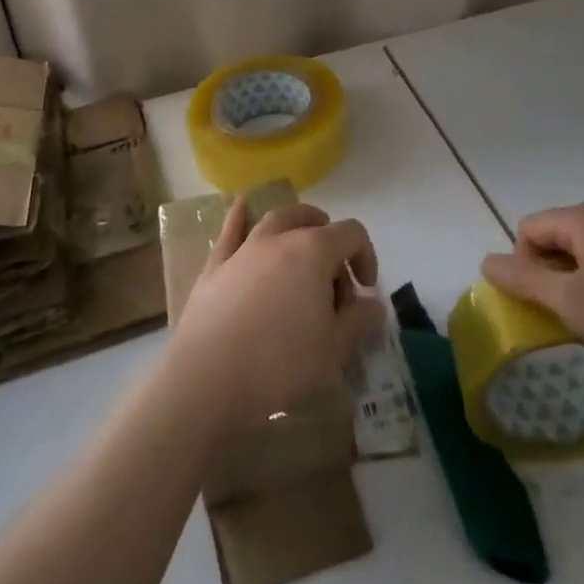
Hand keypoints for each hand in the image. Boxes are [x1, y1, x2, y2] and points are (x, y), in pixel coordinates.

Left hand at [168, 199, 385, 431]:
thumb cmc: (280, 363)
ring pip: (275, 220)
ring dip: (294, 224)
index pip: (352, 234)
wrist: (209, 377)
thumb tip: (374, 305)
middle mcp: (280, 239)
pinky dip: (239, 216)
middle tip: (334, 278)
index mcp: (314, 251)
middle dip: (330, 240)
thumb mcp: (334, 350)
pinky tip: (241, 206)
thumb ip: (359, 321)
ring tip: (302, 240)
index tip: (365, 290)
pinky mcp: (215, 266)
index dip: (366, 256)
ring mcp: (244, 249)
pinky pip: (230, 231)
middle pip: (312, 220)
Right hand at [481, 204, 583, 376]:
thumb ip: (523, 279)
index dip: (523, 263)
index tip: (541, 302)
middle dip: (548, 271)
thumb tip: (486, 261)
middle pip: (556, 235)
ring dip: (574, 279)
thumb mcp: (568, 301)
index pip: (529, 228)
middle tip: (561, 312)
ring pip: (583, 250)